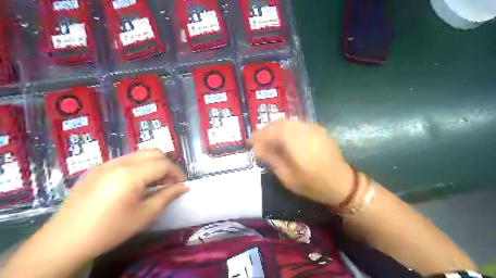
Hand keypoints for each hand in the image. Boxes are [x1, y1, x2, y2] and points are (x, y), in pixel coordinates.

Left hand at [47, 150, 190, 257]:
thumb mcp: (145, 214)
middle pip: (153, 152)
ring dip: (153, 164)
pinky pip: (125, 160)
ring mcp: (106, 163)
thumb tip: (185, 187)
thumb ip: (168, 196)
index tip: (182, 184)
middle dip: (166, 165)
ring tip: (154, 183)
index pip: (163, 163)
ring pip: (139, 154)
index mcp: (131, 174)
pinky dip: (138, 166)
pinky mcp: (97, 169)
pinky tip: (135, 184)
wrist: (64, 241)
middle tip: (169, 182)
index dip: (177, 172)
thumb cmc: (110, 229)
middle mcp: (119, 162)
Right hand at [250, 119, 354, 206]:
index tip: (248, 143)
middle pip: (278, 123)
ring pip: (287, 122)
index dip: (257, 136)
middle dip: (265, 130)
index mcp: (295, 141)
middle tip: (256, 140)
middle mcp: (303, 129)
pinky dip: (286, 128)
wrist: (342, 183)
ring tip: (267, 139)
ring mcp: (312, 128)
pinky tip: (283, 137)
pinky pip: (297, 124)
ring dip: (275, 128)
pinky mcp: (317, 130)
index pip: (270, 132)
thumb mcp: (287, 177)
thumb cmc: (313, 184)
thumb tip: (257, 149)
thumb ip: (271, 159)